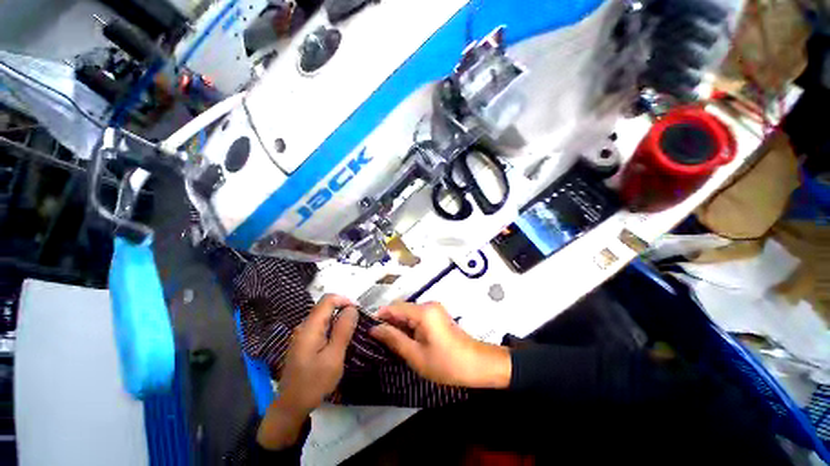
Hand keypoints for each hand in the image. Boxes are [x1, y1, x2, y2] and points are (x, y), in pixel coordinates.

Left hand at [257, 294, 357, 449]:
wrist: (291, 407)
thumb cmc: (314, 383)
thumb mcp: (334, 357)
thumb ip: (343, 330)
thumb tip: (352, 308)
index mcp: (310, 327)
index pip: (328, 300)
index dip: (345, 300)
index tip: (358, 311)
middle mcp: (304, 326)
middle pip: (325, 307)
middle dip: (343, 309)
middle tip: (357, 322)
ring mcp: (301, 334)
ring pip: (323, 316)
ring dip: (338, 319)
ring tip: (351, 331)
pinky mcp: (303, 342)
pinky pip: (320, 326)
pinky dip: (332, 327)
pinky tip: (339, 340)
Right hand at [369, 302, 510, 388]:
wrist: (477, 365)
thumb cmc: (446, 363)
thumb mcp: (416, 355)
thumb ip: (394, 339)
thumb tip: (374, 329)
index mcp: (423, 311)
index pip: (394, 307)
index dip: (380, 316)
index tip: (367, 330)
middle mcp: (428, 305)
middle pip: (401, 309)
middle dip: (389, 323)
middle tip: (376, 341)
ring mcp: (434, 310)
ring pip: (409, 314)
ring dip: (398, 326)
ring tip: (387, 343)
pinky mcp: (437, 316)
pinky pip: (417, 318)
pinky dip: (408, 327)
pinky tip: (403, 341)